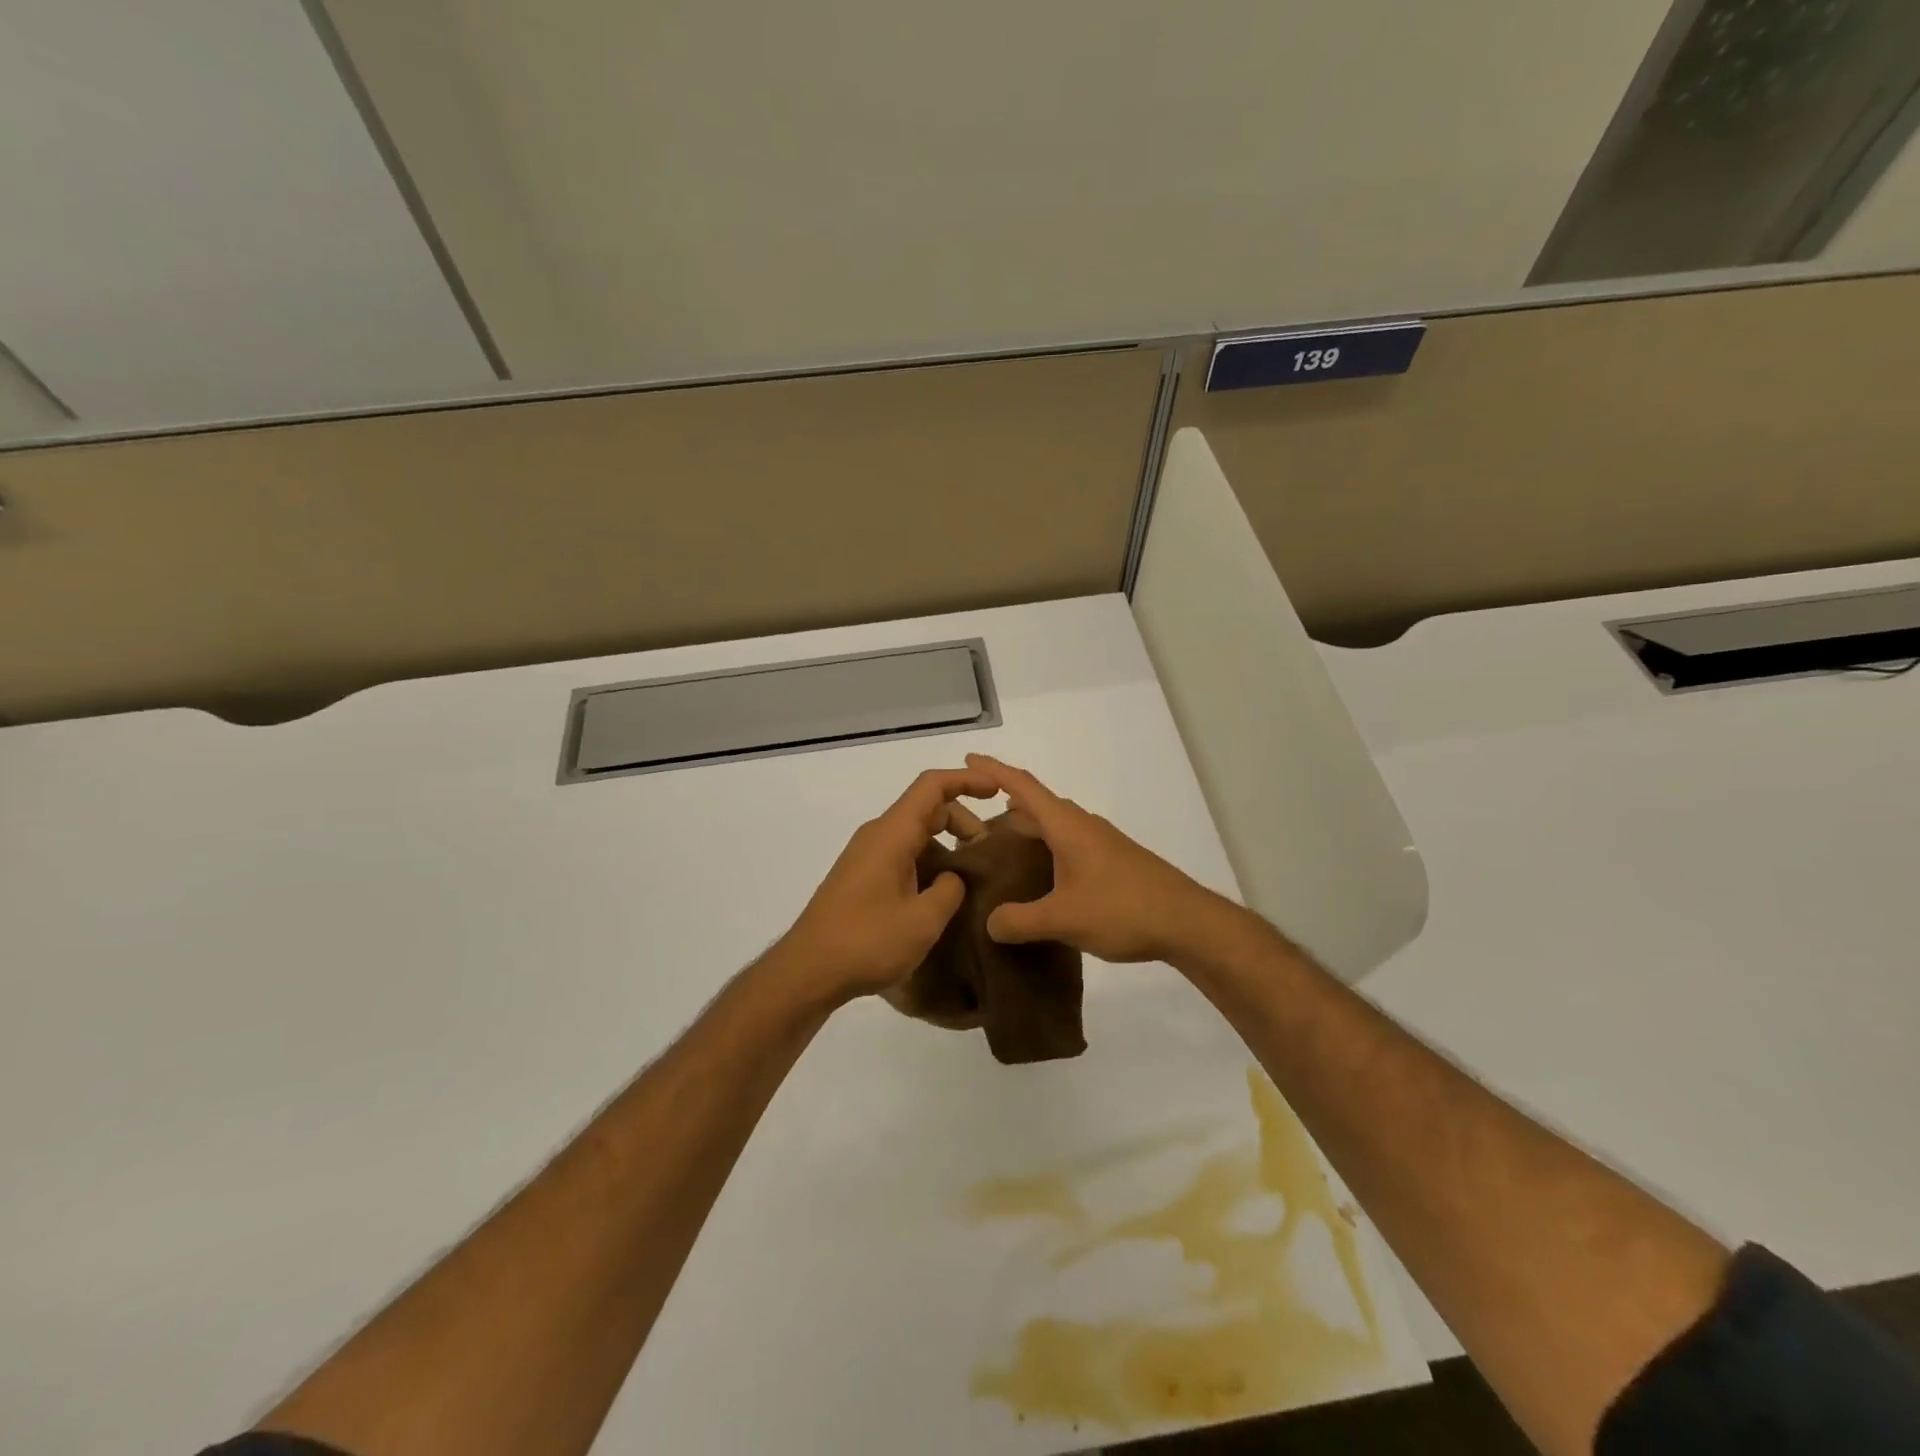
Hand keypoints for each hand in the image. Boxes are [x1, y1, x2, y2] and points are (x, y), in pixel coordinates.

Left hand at [771, 766, 999, 1005]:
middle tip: (986, 852)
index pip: (932, 786)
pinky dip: (927, 860)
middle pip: (925, 808)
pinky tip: (940, 893)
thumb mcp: (922, 920)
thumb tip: (952, 877)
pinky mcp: (860, 877)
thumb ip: (949, 890)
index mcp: (892, 834)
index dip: (966, 781)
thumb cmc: (866, 942)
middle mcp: (877, 835)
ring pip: (913, 832)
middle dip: (962, 820)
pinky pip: (901, 853)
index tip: (997, 791)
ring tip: (969, 876)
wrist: (807, 971)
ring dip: (945, 843)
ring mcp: (865, 856)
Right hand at [964, 753, 1239, 963]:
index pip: (1023, 786)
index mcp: (1067, 826)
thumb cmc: (1123, 909)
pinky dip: (1048, 848)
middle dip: (1007, 804)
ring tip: (1002, 848)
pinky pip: (1069, 844)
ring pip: (1056, 826)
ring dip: (1029, 828)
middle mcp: (1083, 826)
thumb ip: (1020, 920)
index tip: (967, 758)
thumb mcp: (1064, 918)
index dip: (994, 770)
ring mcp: (1102, 843)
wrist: (1187, 922)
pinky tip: (1043, 876)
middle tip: (975, 821)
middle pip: (1039, 804)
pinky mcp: (1114, 862)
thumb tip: (990, 923)